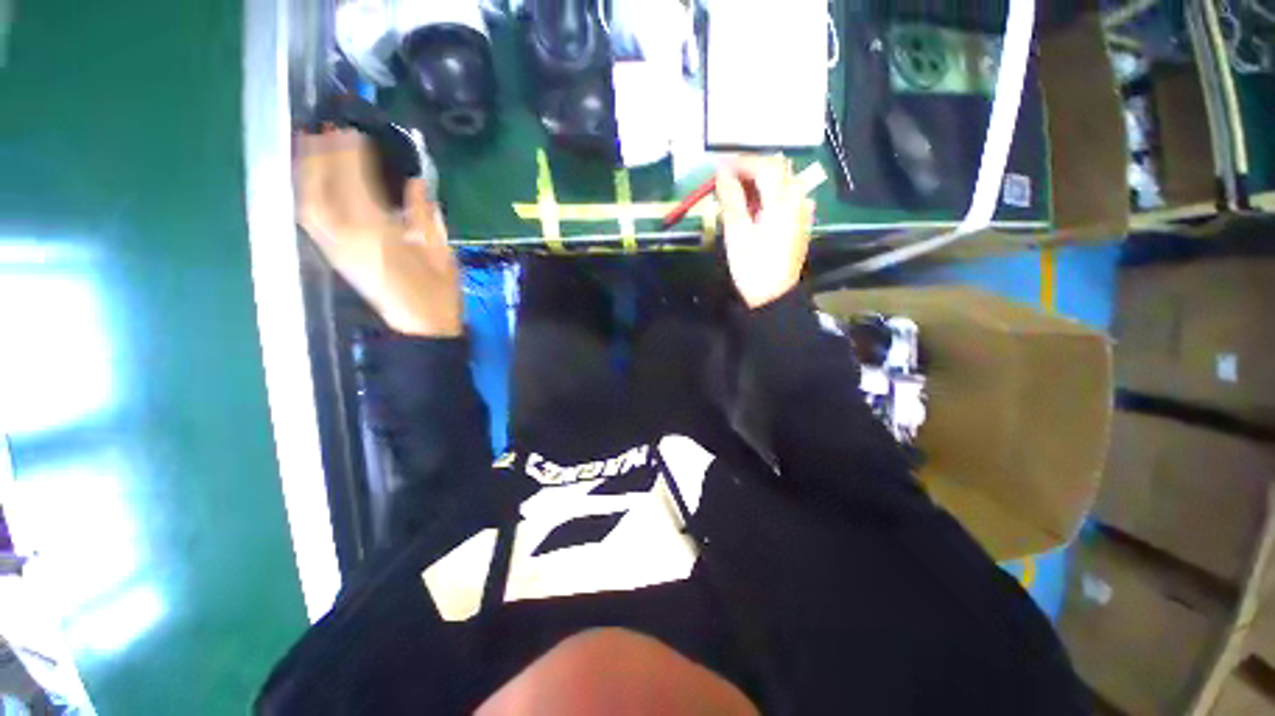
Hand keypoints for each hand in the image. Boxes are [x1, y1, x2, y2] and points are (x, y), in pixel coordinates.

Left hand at [295, 128, 461, 337]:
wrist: (420, 328)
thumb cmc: (438, 294)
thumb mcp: (442, 253)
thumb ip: (425, 215)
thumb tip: (415, 181)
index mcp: (378, 234)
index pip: (354, 181)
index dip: (350, 151)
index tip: (356, 129)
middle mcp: (346, 236)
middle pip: (319, 186)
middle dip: (321, 153)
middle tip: (329, 128)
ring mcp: (334, 246)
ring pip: (307, 199)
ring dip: (306, 169)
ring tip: (313, 145)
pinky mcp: (333, 255)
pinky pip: (310, 217)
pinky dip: (307, 192)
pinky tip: (312, 180)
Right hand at [715, 155, 814, 309]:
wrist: (773, 298)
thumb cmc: (752, 268)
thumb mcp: (737, 234)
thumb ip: (731, 199)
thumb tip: (721, 172)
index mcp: (783, 202)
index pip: (765, 166)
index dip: (741, 162)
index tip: (719, 167)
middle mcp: (797, 201)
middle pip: (777, 170)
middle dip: (750, 169)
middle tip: (726, 180)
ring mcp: (800, 212)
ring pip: (781, 183)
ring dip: (758, 182)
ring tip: (735, 194)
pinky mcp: (798, 223)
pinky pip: (785, 197)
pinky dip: (767, 195)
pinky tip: (754, 207)